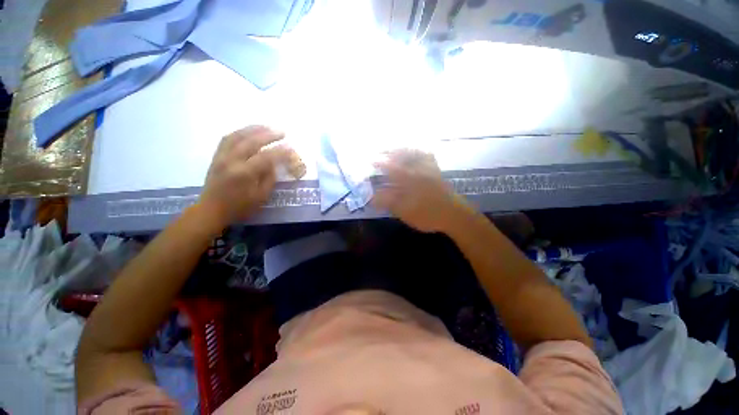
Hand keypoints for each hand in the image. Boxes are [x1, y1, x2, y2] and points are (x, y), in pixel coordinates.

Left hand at [199, 126, 290, 227]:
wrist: (211, 210)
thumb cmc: (239, 207)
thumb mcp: (261, 197)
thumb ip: (269, 178)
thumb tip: (274, 163)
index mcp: (244, 174)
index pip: (266, 157)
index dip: (280, 151)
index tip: (291, 147)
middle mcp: (231, 161)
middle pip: (251, 141)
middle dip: (269, 135)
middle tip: (282, 132)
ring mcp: (221, 157)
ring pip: (237, 136)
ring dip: (253, 129)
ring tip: (267, 126)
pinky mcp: (216, 156)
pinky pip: (227, 138)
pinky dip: (240, 132)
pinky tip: (249, 131)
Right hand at [373, 149, 470, 232]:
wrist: (454, 215)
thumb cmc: (428, 215)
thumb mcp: (405, 212)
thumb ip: (389, 202)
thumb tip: (373, 197)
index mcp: (410, 179)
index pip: (391, 167)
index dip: (380, 163)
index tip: (370, 160)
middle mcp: (419, 169)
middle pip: (403, 155)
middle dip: (390, 151)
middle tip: (380, 152)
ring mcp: (429, 168)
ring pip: (415, 152)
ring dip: (403, 149)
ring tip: (394, 150)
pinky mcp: (437, 171)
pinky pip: (428, 156)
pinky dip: (419, 151)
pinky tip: (415, 153)